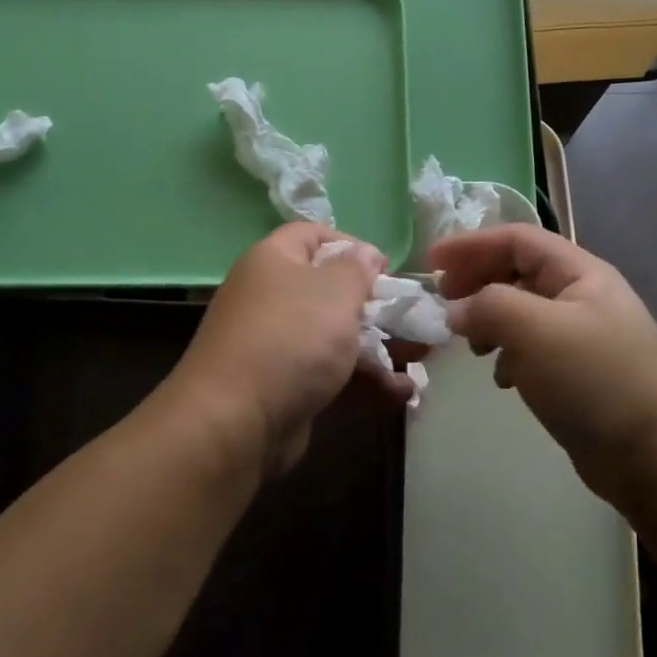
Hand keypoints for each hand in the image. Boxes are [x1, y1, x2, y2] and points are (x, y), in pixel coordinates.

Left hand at [168, 223, 413, 479]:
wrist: (235, 422)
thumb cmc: (291, 339)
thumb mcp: (334, 292)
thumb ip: (356, 269)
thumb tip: (364, 253)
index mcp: (274, 262)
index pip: (312, 235)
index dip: (351, 245)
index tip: (384, 270)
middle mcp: (271, 297)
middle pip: (329, 290)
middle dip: (377, 306)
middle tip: (413, 320)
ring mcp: (277, 345)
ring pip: (335, 337)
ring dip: (379, 348)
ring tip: (420, 360)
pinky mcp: (285, 386)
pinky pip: (330, 374)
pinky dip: (364, 381)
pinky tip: (400, 394)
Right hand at [431, 225, 656, 507]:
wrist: (652, 455)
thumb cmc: (594, 380)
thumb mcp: (535, 330)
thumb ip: (487, 306)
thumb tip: (455, 310)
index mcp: (580, 272)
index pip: (517, 239)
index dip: (471, 244)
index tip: (431, 261)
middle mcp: (581, 296)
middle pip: (517, 271)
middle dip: (477, 281)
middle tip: (443, 302)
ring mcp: (581, 335)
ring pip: (521, 311)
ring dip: (489, 320)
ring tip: (469, 345)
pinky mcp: (576, 371)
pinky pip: (531, 347)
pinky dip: (507, 354)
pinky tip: (501, 378)